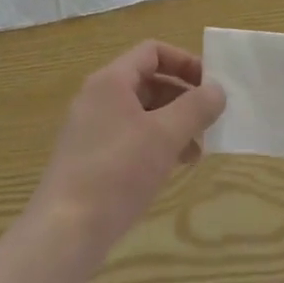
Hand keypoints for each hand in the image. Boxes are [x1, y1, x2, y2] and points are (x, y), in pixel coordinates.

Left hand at [30, 41, 224, 257]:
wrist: (65, 230)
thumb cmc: (117, 172)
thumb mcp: (164, 136)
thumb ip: (195, 108)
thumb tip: (218, 89)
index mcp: (111, 81)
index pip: (152, 52)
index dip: (185, 62)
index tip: (211, 86)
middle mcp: (98, 97)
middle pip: (148, 81)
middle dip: (183, 98)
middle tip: (210, 121)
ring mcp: (92, 129)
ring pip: (141, 113)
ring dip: (173, 125)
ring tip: (198, 151)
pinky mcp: (91, 158)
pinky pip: (130, 137)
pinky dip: (155, 144)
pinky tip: (174, 167)